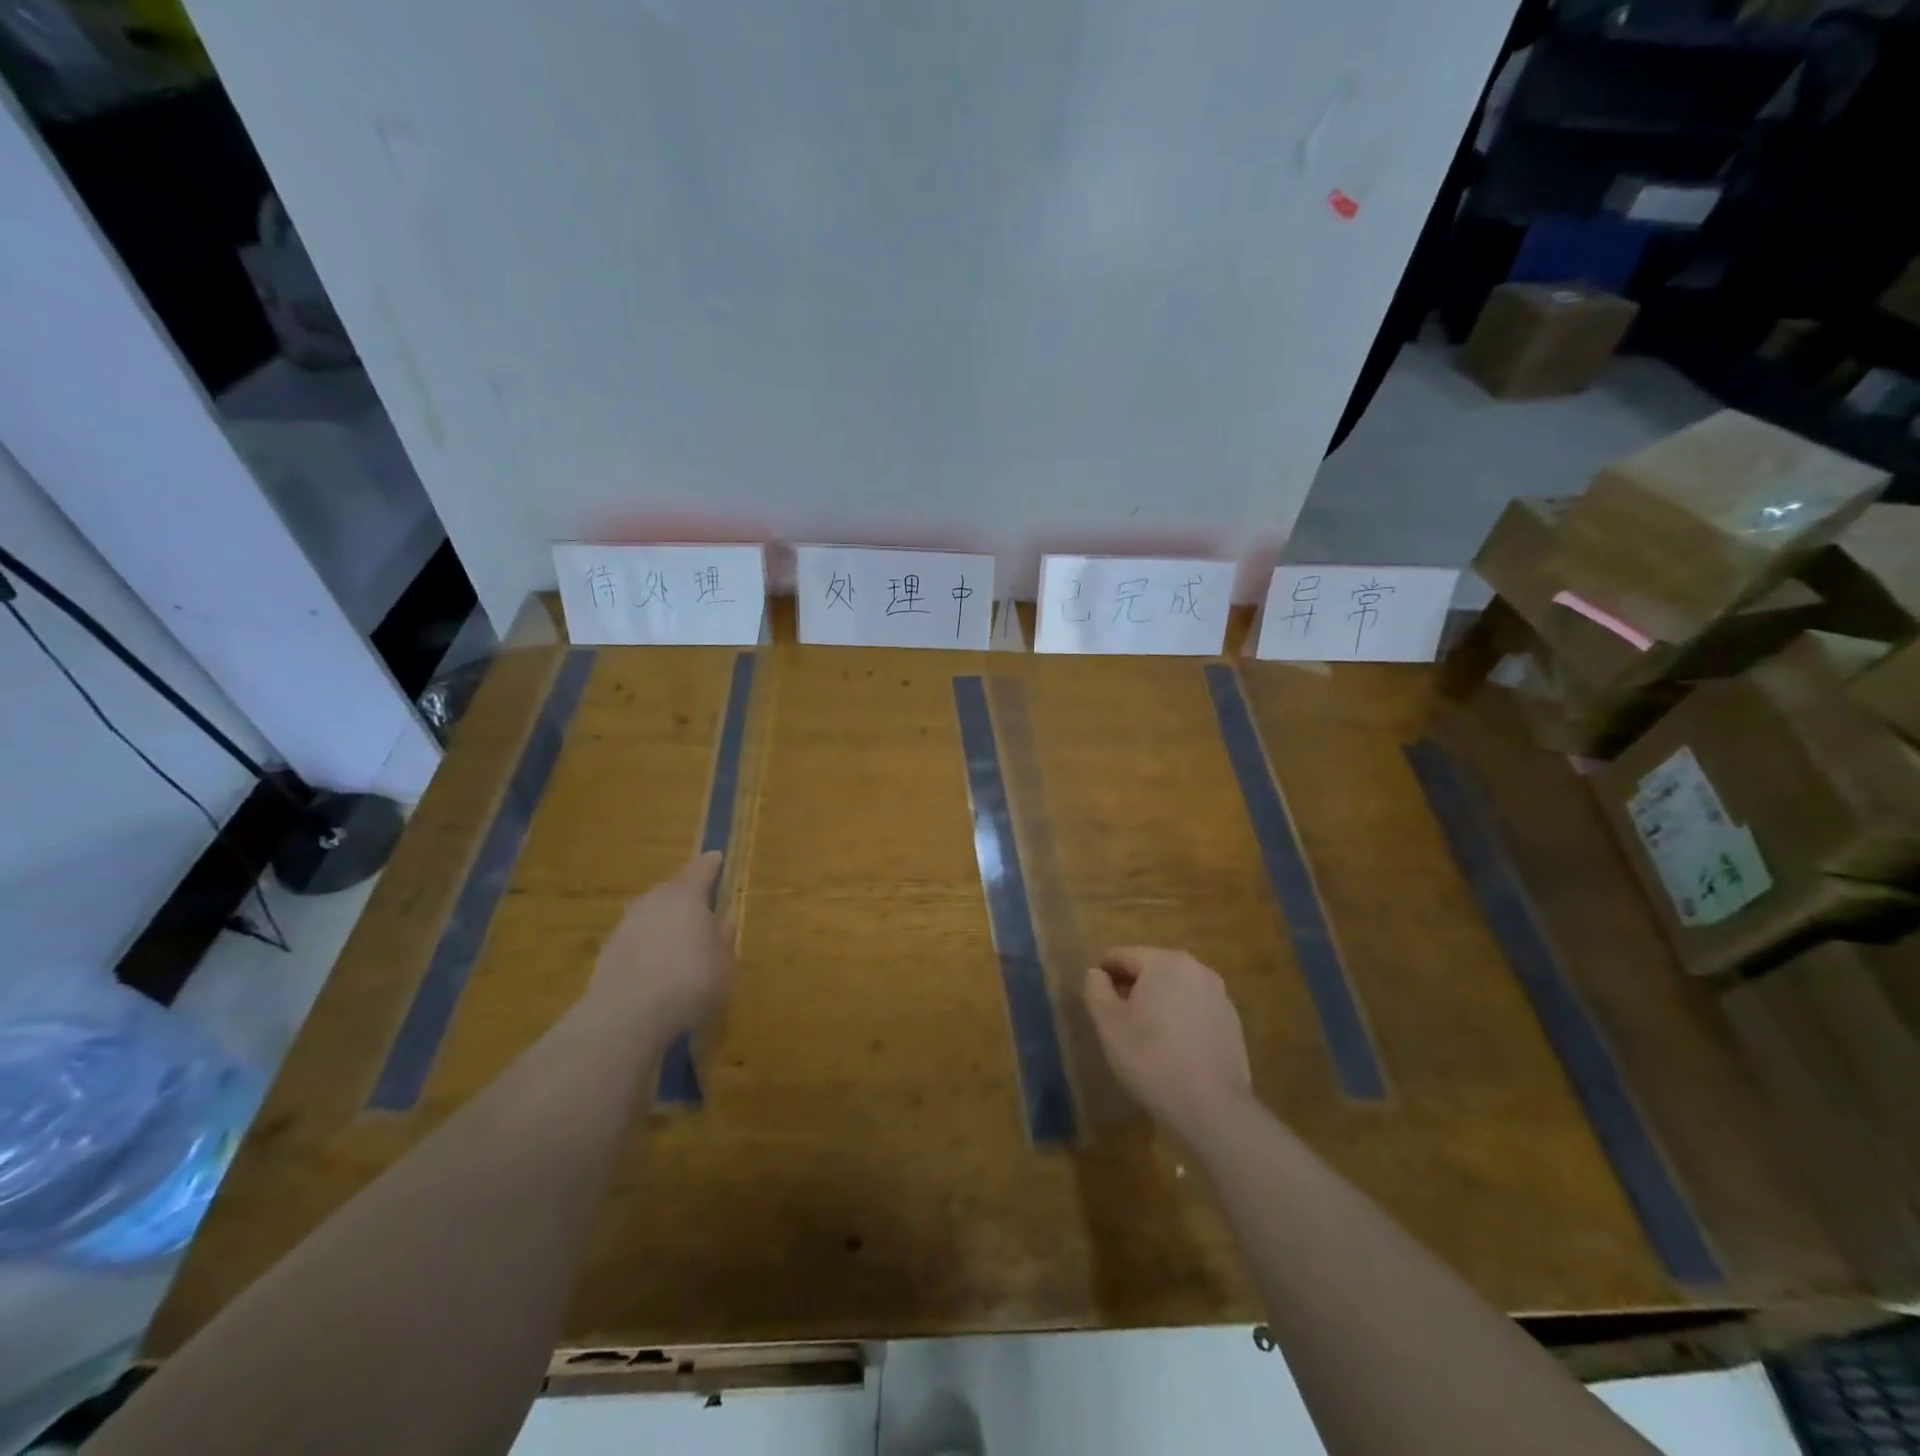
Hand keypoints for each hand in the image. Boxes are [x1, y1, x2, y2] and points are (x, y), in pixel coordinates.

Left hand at [588, 852, 732, 1036]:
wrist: (628, 1015)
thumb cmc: (691, 979)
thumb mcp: (724, 959)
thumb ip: (723, 935)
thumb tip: (720, 920)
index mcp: (686, 895)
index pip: (702, 868)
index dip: (712, 864)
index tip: (717, 858)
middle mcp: (653, 900)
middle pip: (672, 888)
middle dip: (685, 895)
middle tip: (699, 908)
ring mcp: (625, 924)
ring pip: (650, 913)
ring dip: (663, 921)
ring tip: (676, 941)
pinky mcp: (607, 951)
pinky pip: (635, 938)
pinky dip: (646, 945)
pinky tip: (654, 966)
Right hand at [1085, 947, 1252, 1139]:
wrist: (1212, 1107)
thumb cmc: (1151, 1058)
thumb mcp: (1108, 1023)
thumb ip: (1096, 989)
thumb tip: (1097, 973)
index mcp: (1165, 961)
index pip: (1123, 955)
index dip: (1104, 973)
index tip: (1096, 998)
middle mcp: (1196, 969)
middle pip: (1152, 968)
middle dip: (1132, 986)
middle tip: (1116, 1017)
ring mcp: (1219, 995)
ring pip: (1176, 989)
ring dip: (1157, 1002)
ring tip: (1144, 1034)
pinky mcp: (1232, 1023)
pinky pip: (1195, 1010)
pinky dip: (1180, 1019)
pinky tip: (1172, 1048)